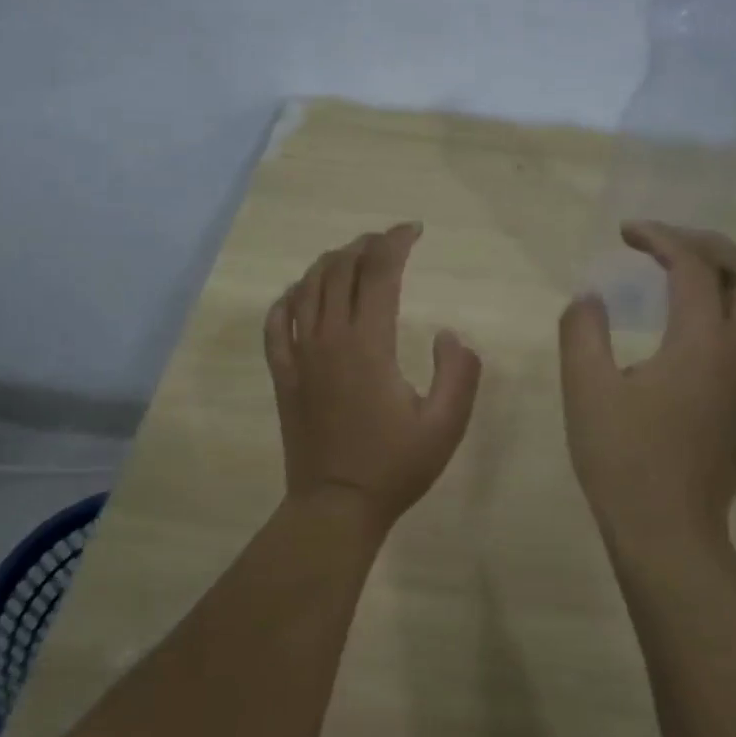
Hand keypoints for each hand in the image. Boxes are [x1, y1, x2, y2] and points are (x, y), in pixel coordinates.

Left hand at [264, 224, 482, 533]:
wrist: (336, 506)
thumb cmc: (395, 466)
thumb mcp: (446, 424)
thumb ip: (459, 372)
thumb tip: (449, 334)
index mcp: (368, 343)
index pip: (379, 272)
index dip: (396, 242)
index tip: (415, 230)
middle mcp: (328, 338)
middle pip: (340, 270)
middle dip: (365, 245)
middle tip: (388, 242)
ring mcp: (299, 354)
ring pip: (306, 288)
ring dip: (330, 263)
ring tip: (352, 258)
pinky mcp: (283, 374)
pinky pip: (276, 322)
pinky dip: (288, 298)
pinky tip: (299, 294)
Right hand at [558, 222, 735, 546]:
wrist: (669, 532)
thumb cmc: (622, 458)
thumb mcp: (586, 389)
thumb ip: (583, 331)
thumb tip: (590, 298)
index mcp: (703, 342)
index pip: (692, 267)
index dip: (660, 238)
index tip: (626, 232)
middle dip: (710, 246)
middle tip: (668, 243)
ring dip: (728, 281)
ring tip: (686, 280)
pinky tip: (706, 339)